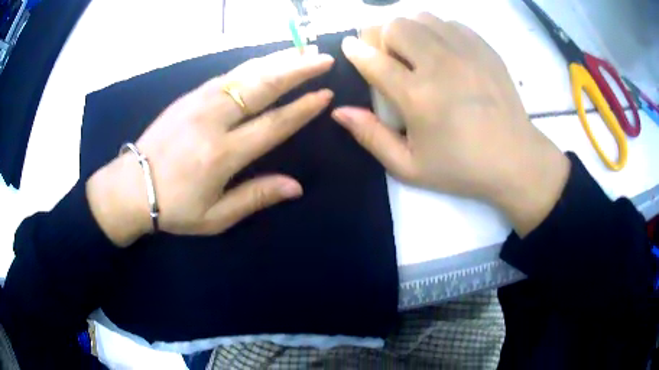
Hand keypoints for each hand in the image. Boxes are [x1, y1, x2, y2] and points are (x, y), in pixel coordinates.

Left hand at [87, 47, 334, 246]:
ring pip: (246, 73)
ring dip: (277, 60)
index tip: (325, 94)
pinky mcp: (189, 96)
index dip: (302, 109)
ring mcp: (199, 102)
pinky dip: (252, 65)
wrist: (130, 187)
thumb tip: (296, 187)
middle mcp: (213, 120)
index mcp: (222, 154)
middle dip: (297, 70)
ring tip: (302, 51)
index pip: (273, 124)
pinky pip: (227, 75)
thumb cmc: (173, 207)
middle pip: (263, 87)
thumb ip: (255, 197)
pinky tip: (266, 60)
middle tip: (323, 59)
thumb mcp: (215, 217)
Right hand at [332, 14, 569, 235]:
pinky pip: (449, 23)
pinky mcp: (484, 48)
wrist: (515, 160)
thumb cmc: (462, 168)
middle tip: (389, 57)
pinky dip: (437, 31)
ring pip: (422, 18)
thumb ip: (371, 137)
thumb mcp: (409, 167)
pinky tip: (443, 52)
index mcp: (418, 96)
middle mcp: (440, 64)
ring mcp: (466, 52)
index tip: (350, 47)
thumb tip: (339, 111)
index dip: (355, 50)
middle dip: (382, 37)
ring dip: (409, 31)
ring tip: (416, 53)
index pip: (373, 59)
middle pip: (396, 26)